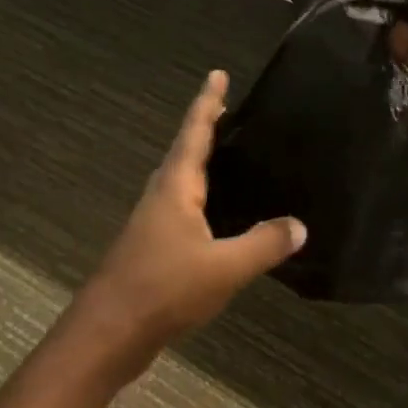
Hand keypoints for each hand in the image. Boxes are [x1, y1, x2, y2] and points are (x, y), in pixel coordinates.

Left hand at [76, 71, 304, 368]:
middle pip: (186, 151)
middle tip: (234, 114)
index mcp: (176, 186)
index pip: (194, 132)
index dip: (208, 102)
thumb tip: (299, 225)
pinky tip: (221, 217)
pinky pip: (183, 208)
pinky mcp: (152, 247)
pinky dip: (203, 198)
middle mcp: (161, 195)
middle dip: (207, 130)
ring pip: (182, 181)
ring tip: (233, 158)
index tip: (218, 74)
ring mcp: (153, 222)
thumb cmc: (164, 288)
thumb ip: (263, 244)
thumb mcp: (223, 267)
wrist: (108, 333)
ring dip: (203, 164)